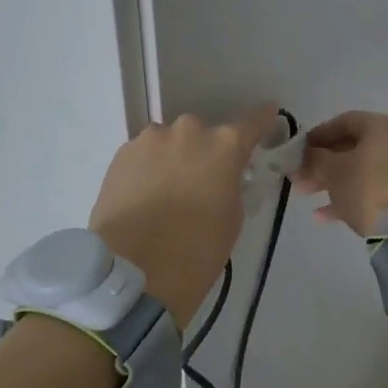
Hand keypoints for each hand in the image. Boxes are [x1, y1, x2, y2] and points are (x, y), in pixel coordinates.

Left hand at [90, 105, 276, 324]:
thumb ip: (231, 184)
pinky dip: (148, 169)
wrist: (132, 271)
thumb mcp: (232, 217)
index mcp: (224, 146)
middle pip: (204, 134)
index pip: (252, 123)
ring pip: (169, 143)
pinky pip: (144, 155)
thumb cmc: (196, 251)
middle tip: (201, 183)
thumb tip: (220, 177)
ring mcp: (150, 139)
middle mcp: (188, 131)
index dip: (261, 122)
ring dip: (173, 159)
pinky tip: (144, 197)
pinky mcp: (120, 154)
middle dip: (205, 152)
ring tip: (167, 194)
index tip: (267, 116)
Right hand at [293, 111, 387, 237]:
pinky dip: (348, 197)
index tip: (300, 148)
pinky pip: (371, 189)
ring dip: (330, 181)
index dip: (319, 134)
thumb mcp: (332, 170)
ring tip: (304, 193)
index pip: (345, 121)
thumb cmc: (364, 188)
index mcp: (382, 127)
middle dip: (321, 163)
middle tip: (298, 175)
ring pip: (360, 170)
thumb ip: (314, 158)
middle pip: (352, 148)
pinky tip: (322, 216)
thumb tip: (306, 155)